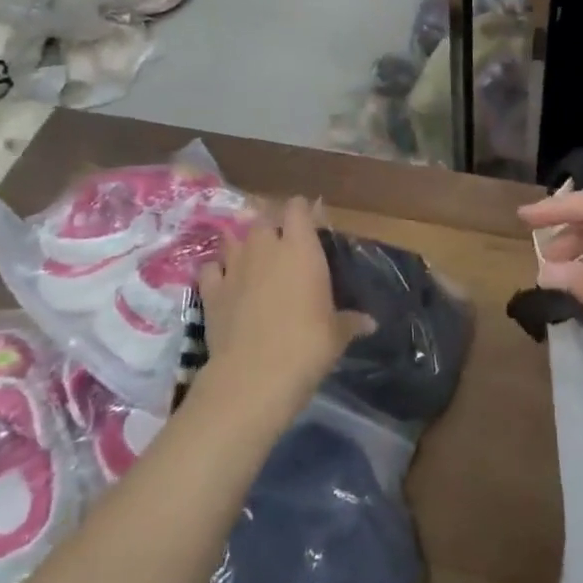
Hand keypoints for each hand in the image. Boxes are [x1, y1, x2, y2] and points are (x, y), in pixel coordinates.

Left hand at [197, 197, 366, 412]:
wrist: (254, 375)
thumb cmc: (307, 345)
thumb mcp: (337, 334)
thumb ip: (351, 321)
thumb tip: (371, 323)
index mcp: (301, 248)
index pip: (297, 208)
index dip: (302, 211)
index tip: (311, 223)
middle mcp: (265, 248)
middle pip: (264, 218)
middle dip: (272, 226)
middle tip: (283, 244)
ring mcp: (234, 267)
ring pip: (234, 238)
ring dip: (243, 244)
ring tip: (252, 258)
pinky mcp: (211, 290)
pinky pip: (211, 268)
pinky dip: (217, 270)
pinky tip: (224, 281)